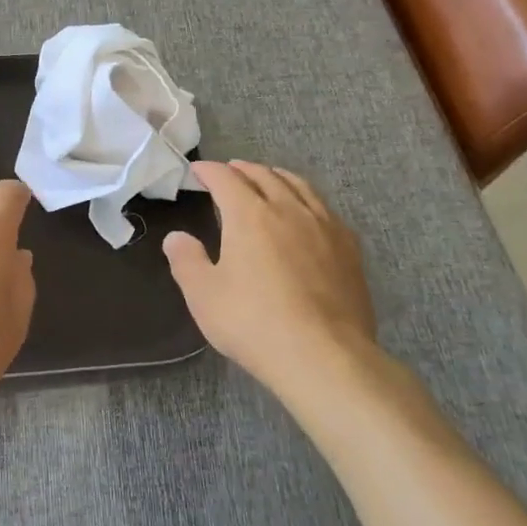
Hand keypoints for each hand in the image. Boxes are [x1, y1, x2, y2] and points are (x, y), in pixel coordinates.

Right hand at [163, 160, 380, 392]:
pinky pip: (325, 208)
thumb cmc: (254, 322)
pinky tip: (308, 212)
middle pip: (264, 175)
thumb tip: (176, 237)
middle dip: (243, 169)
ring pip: (299, 186)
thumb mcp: (203, 295)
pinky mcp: (349, 248)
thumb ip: (186, 260)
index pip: (225, 179)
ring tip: (268, 178)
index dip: (209, 171)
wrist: (324, 356)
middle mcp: (288, 209)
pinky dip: (307, 198)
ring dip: (277, 176)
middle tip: (229, 171)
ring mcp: (324, 226)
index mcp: (249, 215)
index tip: (196, 171)